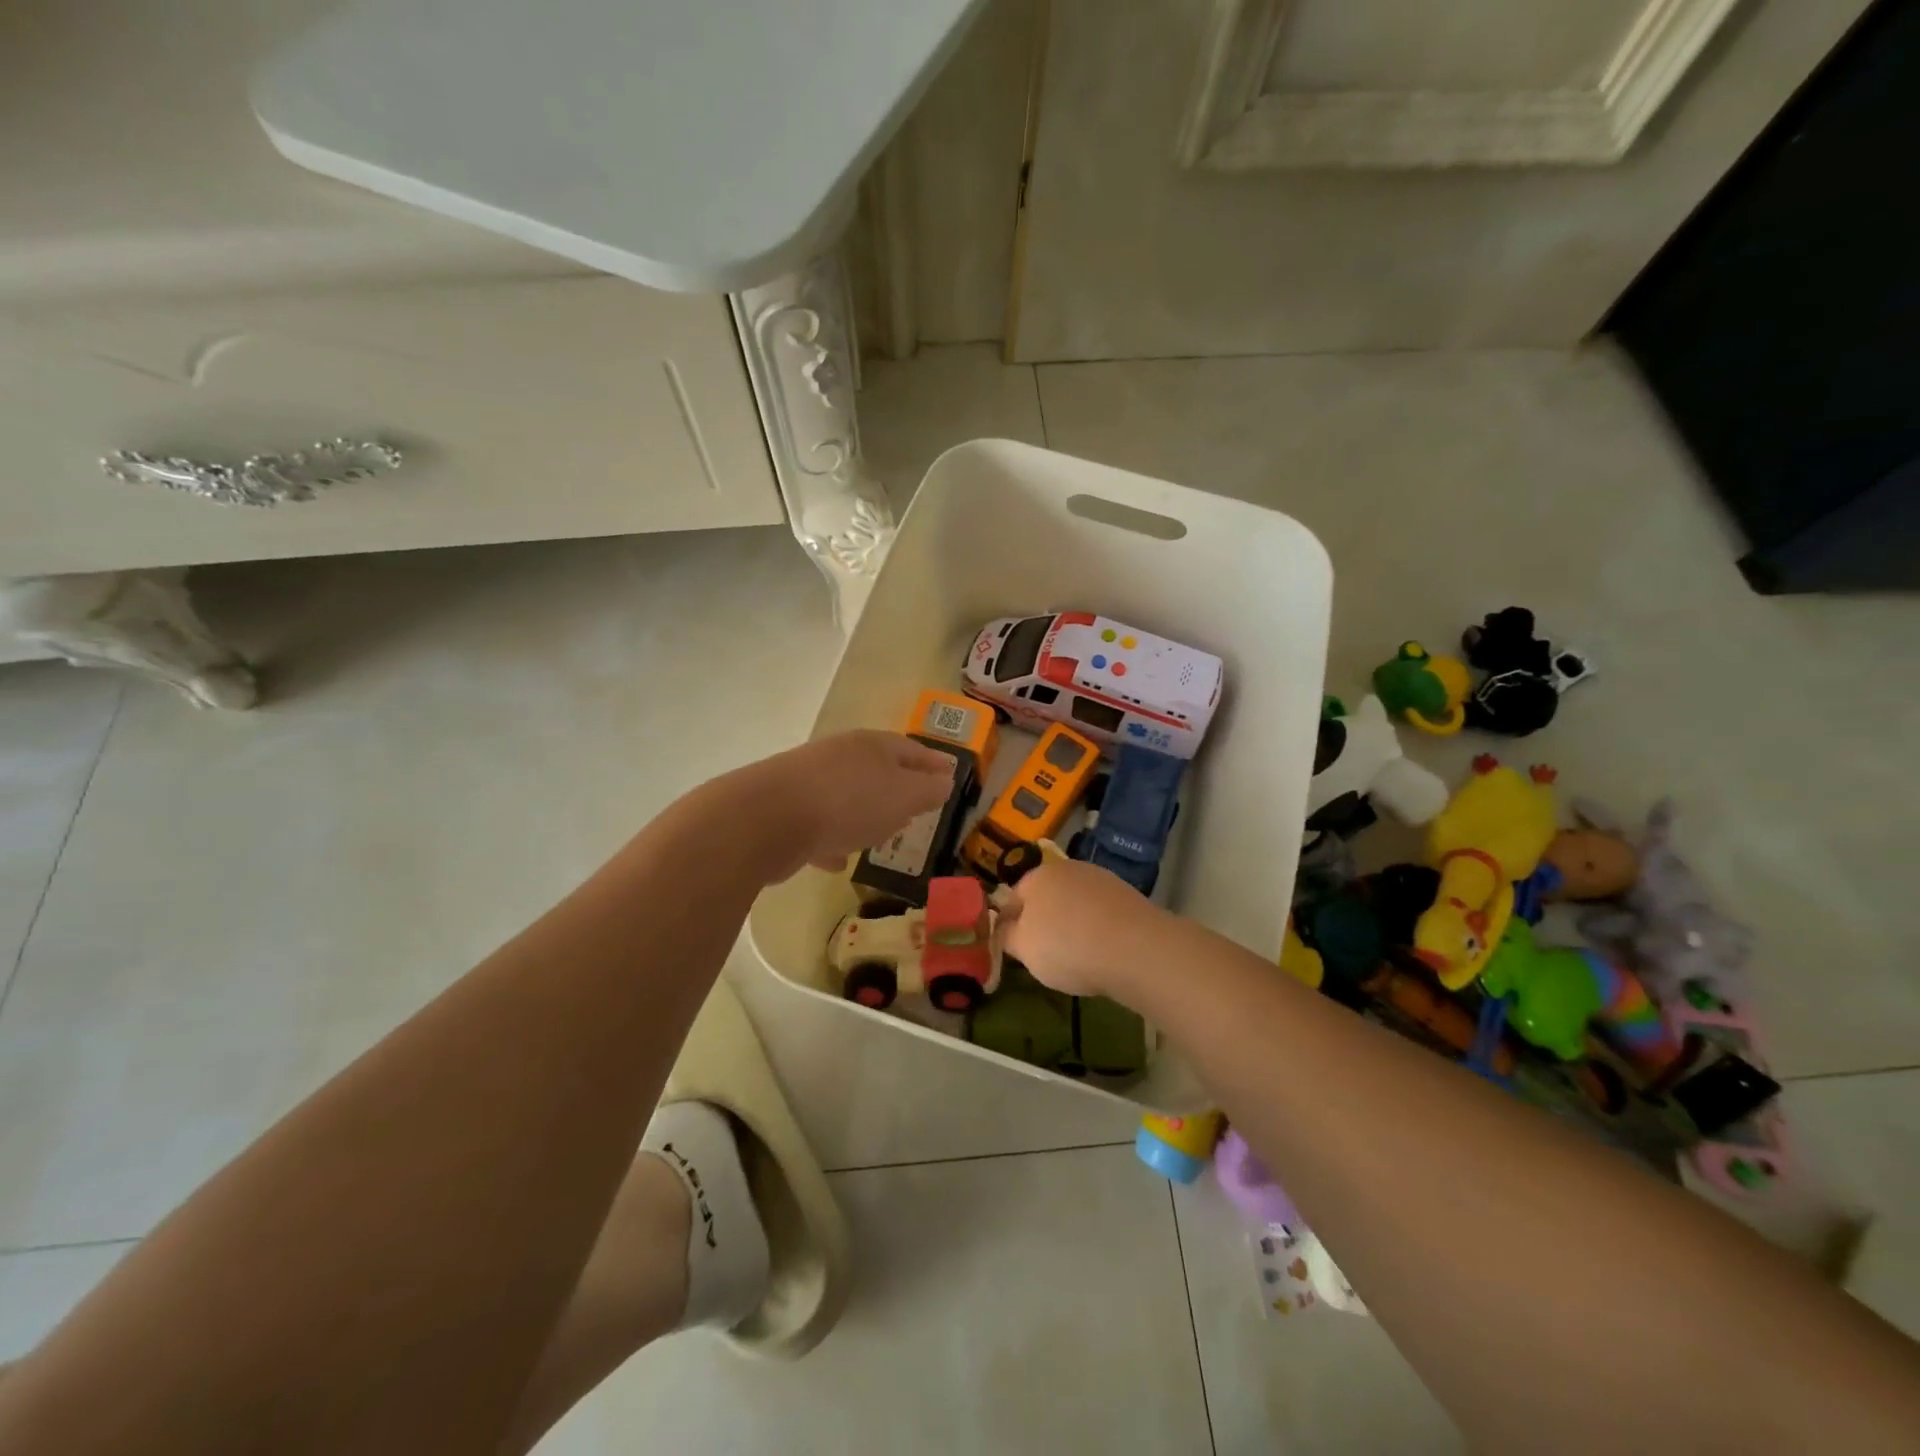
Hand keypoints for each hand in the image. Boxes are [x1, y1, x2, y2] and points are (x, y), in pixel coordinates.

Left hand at [742, 730, 957, 880]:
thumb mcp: (903, 797)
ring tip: (878, 834)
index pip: (911, 749)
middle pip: (876, 768)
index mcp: (872, 746)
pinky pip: (817, 823)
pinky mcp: (783, 808)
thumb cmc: (848, 802)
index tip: (949, 774)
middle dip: (896, 787)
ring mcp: (808, 780)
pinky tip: (835, 861)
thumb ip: (928, 791)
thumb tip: (944, 781)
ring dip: (862, 812)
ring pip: (845, 794)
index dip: (933, 762)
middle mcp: (839, 755)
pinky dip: (830, 838)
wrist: (766, 819)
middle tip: (915, 805)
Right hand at [996, 859, 1166, 998]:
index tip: (1017, 950)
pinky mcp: (1127, 894)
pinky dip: (1098, 927)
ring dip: (1073, 923)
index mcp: (1035, 877)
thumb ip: (1007, 936)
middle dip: (1044, 921)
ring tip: (1079, 955)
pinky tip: (1104, 950)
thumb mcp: (1024, 949)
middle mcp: (1066, 868)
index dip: (1011, 925)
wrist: (1135, 948)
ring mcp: (1100, 878)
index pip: (1012, 899)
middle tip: (1047, 954)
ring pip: (1075, 903)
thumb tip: (1005, 928)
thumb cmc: (1067, 947)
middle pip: (1046, 897)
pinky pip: (1101, 912)